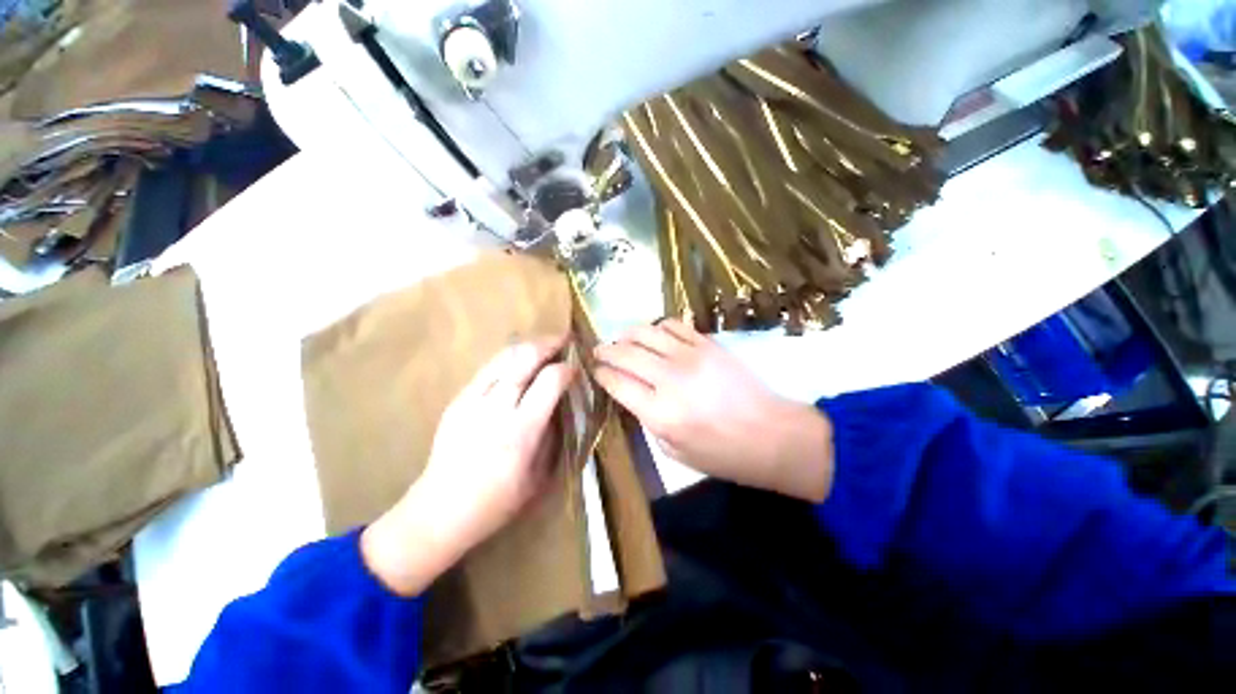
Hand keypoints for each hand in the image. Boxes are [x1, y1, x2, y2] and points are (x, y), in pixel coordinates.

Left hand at [362, 335, 575, 595]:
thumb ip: (554, 434)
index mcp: (521, 431)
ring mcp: (472, 400)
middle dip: (549, 343)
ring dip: (529, 345)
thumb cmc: (497, 502)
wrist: (439, 511)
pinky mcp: (458, 399)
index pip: (550, 381)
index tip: (576, 369)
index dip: (567, 369)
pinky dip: (509, 358)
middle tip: (564, 340)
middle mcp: (495, 408)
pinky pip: (488, 368)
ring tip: (544, 345)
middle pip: (525, 358)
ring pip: (504, 356)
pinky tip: (518, 363)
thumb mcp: (540, 476)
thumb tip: (563, 402)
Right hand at [594, 320, 832, 501]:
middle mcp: (670, 379)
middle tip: (598, 351)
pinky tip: (655, 336)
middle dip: (605, 350)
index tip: (594, 370)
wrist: (771, 435)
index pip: (616, 382)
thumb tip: (631, 393)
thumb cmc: (721, 454)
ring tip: (622, 340)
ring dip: (627, 334)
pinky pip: (674, 325)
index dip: (600, 373)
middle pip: (625, 353)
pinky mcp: (708, 344)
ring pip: (646, 332)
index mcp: (660, 413)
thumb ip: (647, 419)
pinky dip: (657, 327)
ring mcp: (690, 356)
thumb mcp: (673, 451)